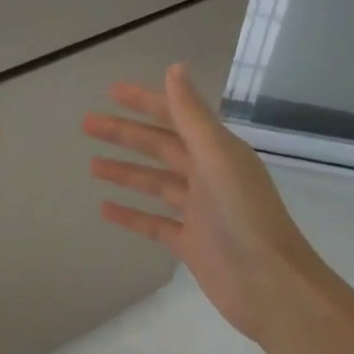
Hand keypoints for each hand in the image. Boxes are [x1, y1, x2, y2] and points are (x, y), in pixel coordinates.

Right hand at [83, 65, 343, 348]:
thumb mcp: (218, 159)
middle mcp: (209, 177)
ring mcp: (198, 212)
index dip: (145, 103)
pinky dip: (131, 215)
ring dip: (125, 173)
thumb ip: (192, 117)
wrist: (267, 284)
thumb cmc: (244, 217)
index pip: (177, 117)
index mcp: (219, 152)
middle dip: (125, 135)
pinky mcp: (190, 244)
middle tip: (86, 125)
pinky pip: (154, 224)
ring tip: (91, 165)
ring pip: (155, 185)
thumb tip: (174, 69)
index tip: (111, 92)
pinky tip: (105, 209)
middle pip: (160, 149)